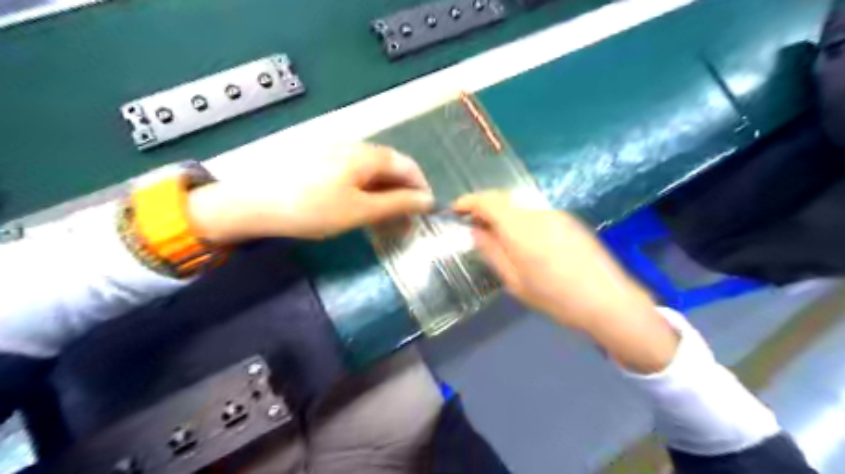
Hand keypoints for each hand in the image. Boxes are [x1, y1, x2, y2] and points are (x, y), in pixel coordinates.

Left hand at [187, 143, 431, 240]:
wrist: (253, 204)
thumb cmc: (312, 209)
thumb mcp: (360, 210)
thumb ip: (397, 204)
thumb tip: (428, 200)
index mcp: (368, 154)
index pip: (408, 166)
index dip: (421, 188)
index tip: (426, 211)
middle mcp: (355, 146)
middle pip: (391, 167)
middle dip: (403, 192)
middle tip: (406, 220)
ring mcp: (335, 151)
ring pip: (372, 171)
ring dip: (385, 192)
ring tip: (385, 217)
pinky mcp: (320, 160)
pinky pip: (354, 173)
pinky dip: (366, 190)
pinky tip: (361, 206)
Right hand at [455, 190, 677, 373]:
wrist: (609, 302)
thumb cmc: (555, 297)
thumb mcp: (515, 281)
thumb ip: (492, 252)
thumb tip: (475, 232)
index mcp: (521, 228)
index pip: (489, 201)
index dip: (469, 202)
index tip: (456, 210)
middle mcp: (538, 213)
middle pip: (504, 200)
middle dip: (484, 208)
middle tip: (472, 224)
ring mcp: (557, 215)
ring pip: (520, 207)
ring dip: (503, 215)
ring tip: (496, 236)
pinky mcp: (569, 221)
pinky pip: (536, 214)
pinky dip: (521, 220)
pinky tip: (523, 241)